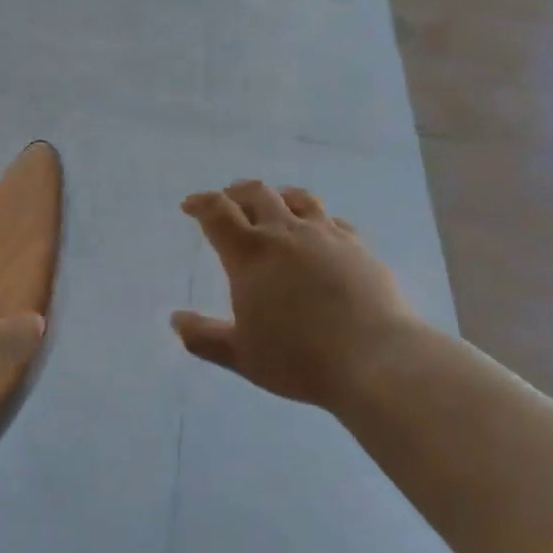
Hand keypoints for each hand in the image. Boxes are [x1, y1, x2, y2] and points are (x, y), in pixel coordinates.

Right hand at [172, 181, 419, 411]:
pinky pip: (331, 220)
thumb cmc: (299, 359)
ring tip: (272, 204)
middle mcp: (285, 233)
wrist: (375, 359)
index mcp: (250, 254)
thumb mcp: (241, 356)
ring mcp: (325, 235)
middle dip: (236, 193)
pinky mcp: (357, 246)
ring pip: (297, 198)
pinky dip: (316, 219)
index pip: (218, 212)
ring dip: (277, 196)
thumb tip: (176, 319)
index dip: (200, 203)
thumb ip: (204, 337)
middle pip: (257, 194)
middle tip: (227, 200)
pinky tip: (319, 232)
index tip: (190, 205)